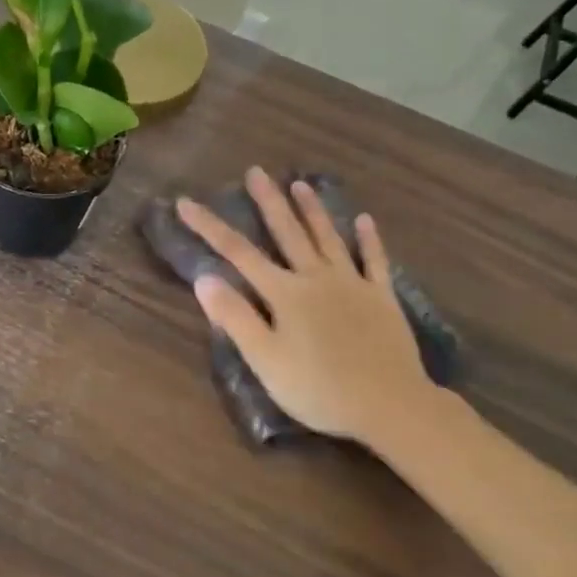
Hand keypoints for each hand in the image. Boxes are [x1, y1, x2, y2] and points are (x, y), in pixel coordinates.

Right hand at [177, 168, 442, 449]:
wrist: (389, 405)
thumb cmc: (318, 388)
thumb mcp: (265, 359)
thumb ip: (235, 318)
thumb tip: (204, 278)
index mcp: (284, 293)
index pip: (237, 253)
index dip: (209, 226)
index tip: (186, 202)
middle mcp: (316, 278)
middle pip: (287, 232)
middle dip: (268, 201)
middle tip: (256, 171)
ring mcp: (352, 284)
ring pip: (328, 238)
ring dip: (313, 210)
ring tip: (300, 183)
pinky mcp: (381, 298)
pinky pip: (374, 261)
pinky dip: (369, 240)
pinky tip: (364, 220)